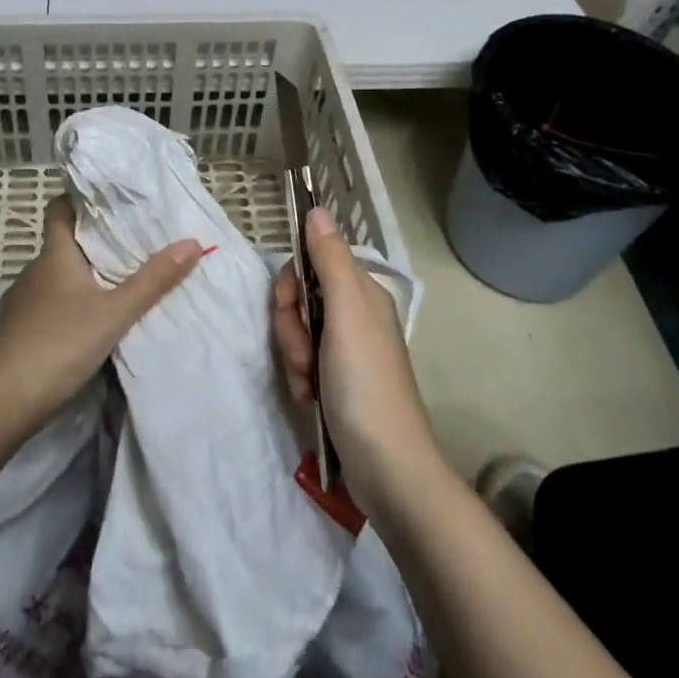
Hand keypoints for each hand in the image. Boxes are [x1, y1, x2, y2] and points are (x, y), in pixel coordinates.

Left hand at [0, 197, 204, 439]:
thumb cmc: (58, 346)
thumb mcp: (114, 314)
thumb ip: (153, 281)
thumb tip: (192, 242)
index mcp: (54, 256)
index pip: (60, 209)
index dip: (80, 200)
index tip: (110, 202)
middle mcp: (32, 271)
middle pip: (63, 245)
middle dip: (93, 245)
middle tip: (131, 248)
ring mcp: (18, 303)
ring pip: (54, 279)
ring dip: (80, 280)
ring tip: (114, 289)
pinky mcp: (11, 332)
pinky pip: (43, 307)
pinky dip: (64, 308)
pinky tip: (82, 329)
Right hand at [272, 206, 441, 507]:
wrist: (388, 468)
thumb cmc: (365, 384)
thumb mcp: (346, 314)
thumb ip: (329, 260)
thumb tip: (316, 209)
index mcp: (361, 293)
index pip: (310, 263)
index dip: (291, 285)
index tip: (290, 308)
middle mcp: (355, 314)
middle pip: (300, 298)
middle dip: (290, 326)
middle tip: (302, 354)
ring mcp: (346, 349)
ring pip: (298, 331)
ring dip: (293, 356)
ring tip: (308, 383)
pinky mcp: (337, 380)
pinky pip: (303, 361)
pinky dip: (299, 377)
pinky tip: (309, 398)